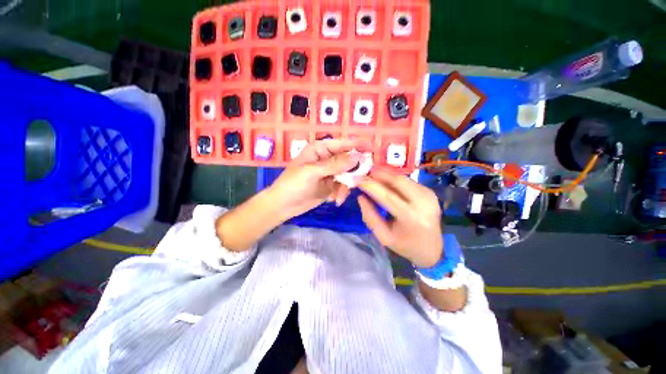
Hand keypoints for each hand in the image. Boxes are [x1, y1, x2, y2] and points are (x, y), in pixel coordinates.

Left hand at [267, 139, 371, 220]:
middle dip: (353, 171)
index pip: (342, 144)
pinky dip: (342, 193)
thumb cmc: (293, 184)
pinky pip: (344, 186)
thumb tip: (357, 157)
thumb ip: (335, 165)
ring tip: (338, 197)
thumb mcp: (312, 172)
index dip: (357, 145)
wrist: (284, 205)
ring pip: (348, 175)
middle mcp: (327, 159)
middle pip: (348, 160)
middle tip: (357, 181)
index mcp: (320, 149)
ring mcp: (330, 173)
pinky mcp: (331, 185)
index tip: (373, 147)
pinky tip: (334, 200)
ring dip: (346, 186)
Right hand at [358, 169, 443, 267]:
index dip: (371, 186)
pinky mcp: (430, 192)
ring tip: (373, 177)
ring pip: (403, 178)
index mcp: (411, 218)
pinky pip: (408, 181)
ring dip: (386, 175)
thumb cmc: (405, 245)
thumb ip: (370, 216)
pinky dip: (394, 179)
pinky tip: (385, 182)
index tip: (357, 179)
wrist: (433, 249)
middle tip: (365, 174)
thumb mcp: (383, 236)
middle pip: (398, 180)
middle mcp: (423, 203)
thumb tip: (361, 197)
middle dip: (379, 174)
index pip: (387, 196)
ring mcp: (429, 195)